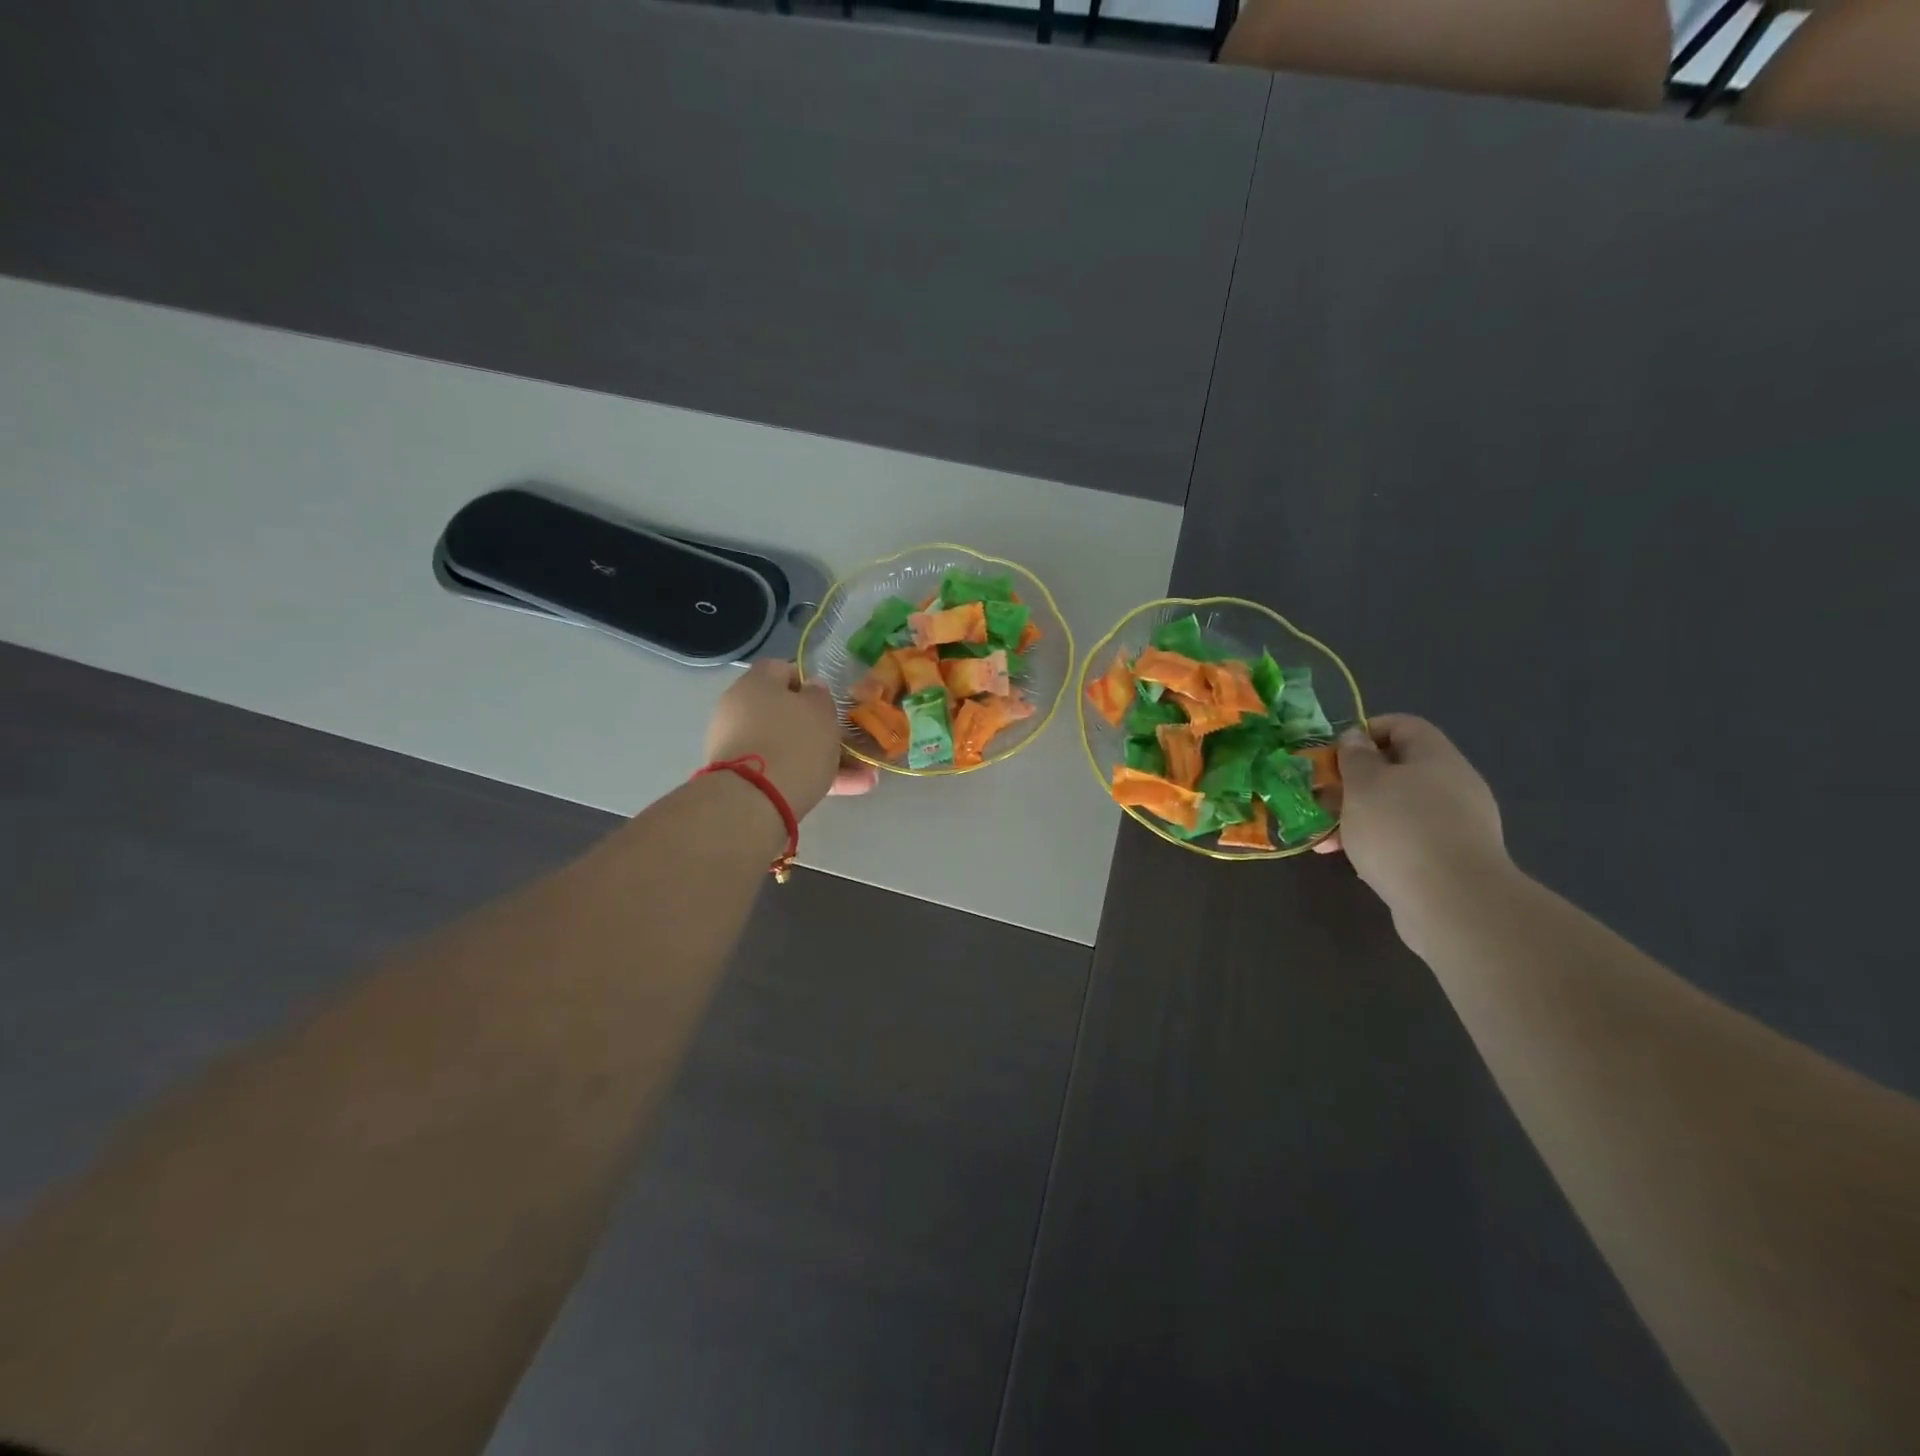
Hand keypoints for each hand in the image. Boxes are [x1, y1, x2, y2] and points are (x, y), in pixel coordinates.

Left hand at [704, 660, 877, 819]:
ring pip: (790, 747)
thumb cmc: (793, 742)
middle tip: (849, 742)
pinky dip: (811, 778)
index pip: (781, 669)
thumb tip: (811, 689)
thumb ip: (819, 695)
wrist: (753, 801)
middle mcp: (740, 711)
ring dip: (825, 759)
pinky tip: (846, 791)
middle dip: (820, 729)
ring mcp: (740, 748)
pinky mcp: (744, 780)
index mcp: (755, 684)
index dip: (807, 682)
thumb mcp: (820, 710)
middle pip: (786, 713)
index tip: (829, 700)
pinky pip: (784, 772)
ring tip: (863, 778)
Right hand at [1315, 714, 1509, 913]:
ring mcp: (1456, 824)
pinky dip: (1378, 844)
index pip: (1402, 726)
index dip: (1365, 732)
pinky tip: (1353, 861)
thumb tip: (1355, 737)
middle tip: (1321, 798)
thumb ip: (1355, 757)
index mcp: (1436, 757)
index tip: (1333, 754)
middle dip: (1353, 782)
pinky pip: (1407, 840)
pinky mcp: (1450, 860)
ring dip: (1359, 817)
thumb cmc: (1400, 829)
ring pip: (1397, 808)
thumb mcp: (1364, 785)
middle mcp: (1452, 785)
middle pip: (1397, 770)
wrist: (1453, 902)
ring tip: (1327, 838)